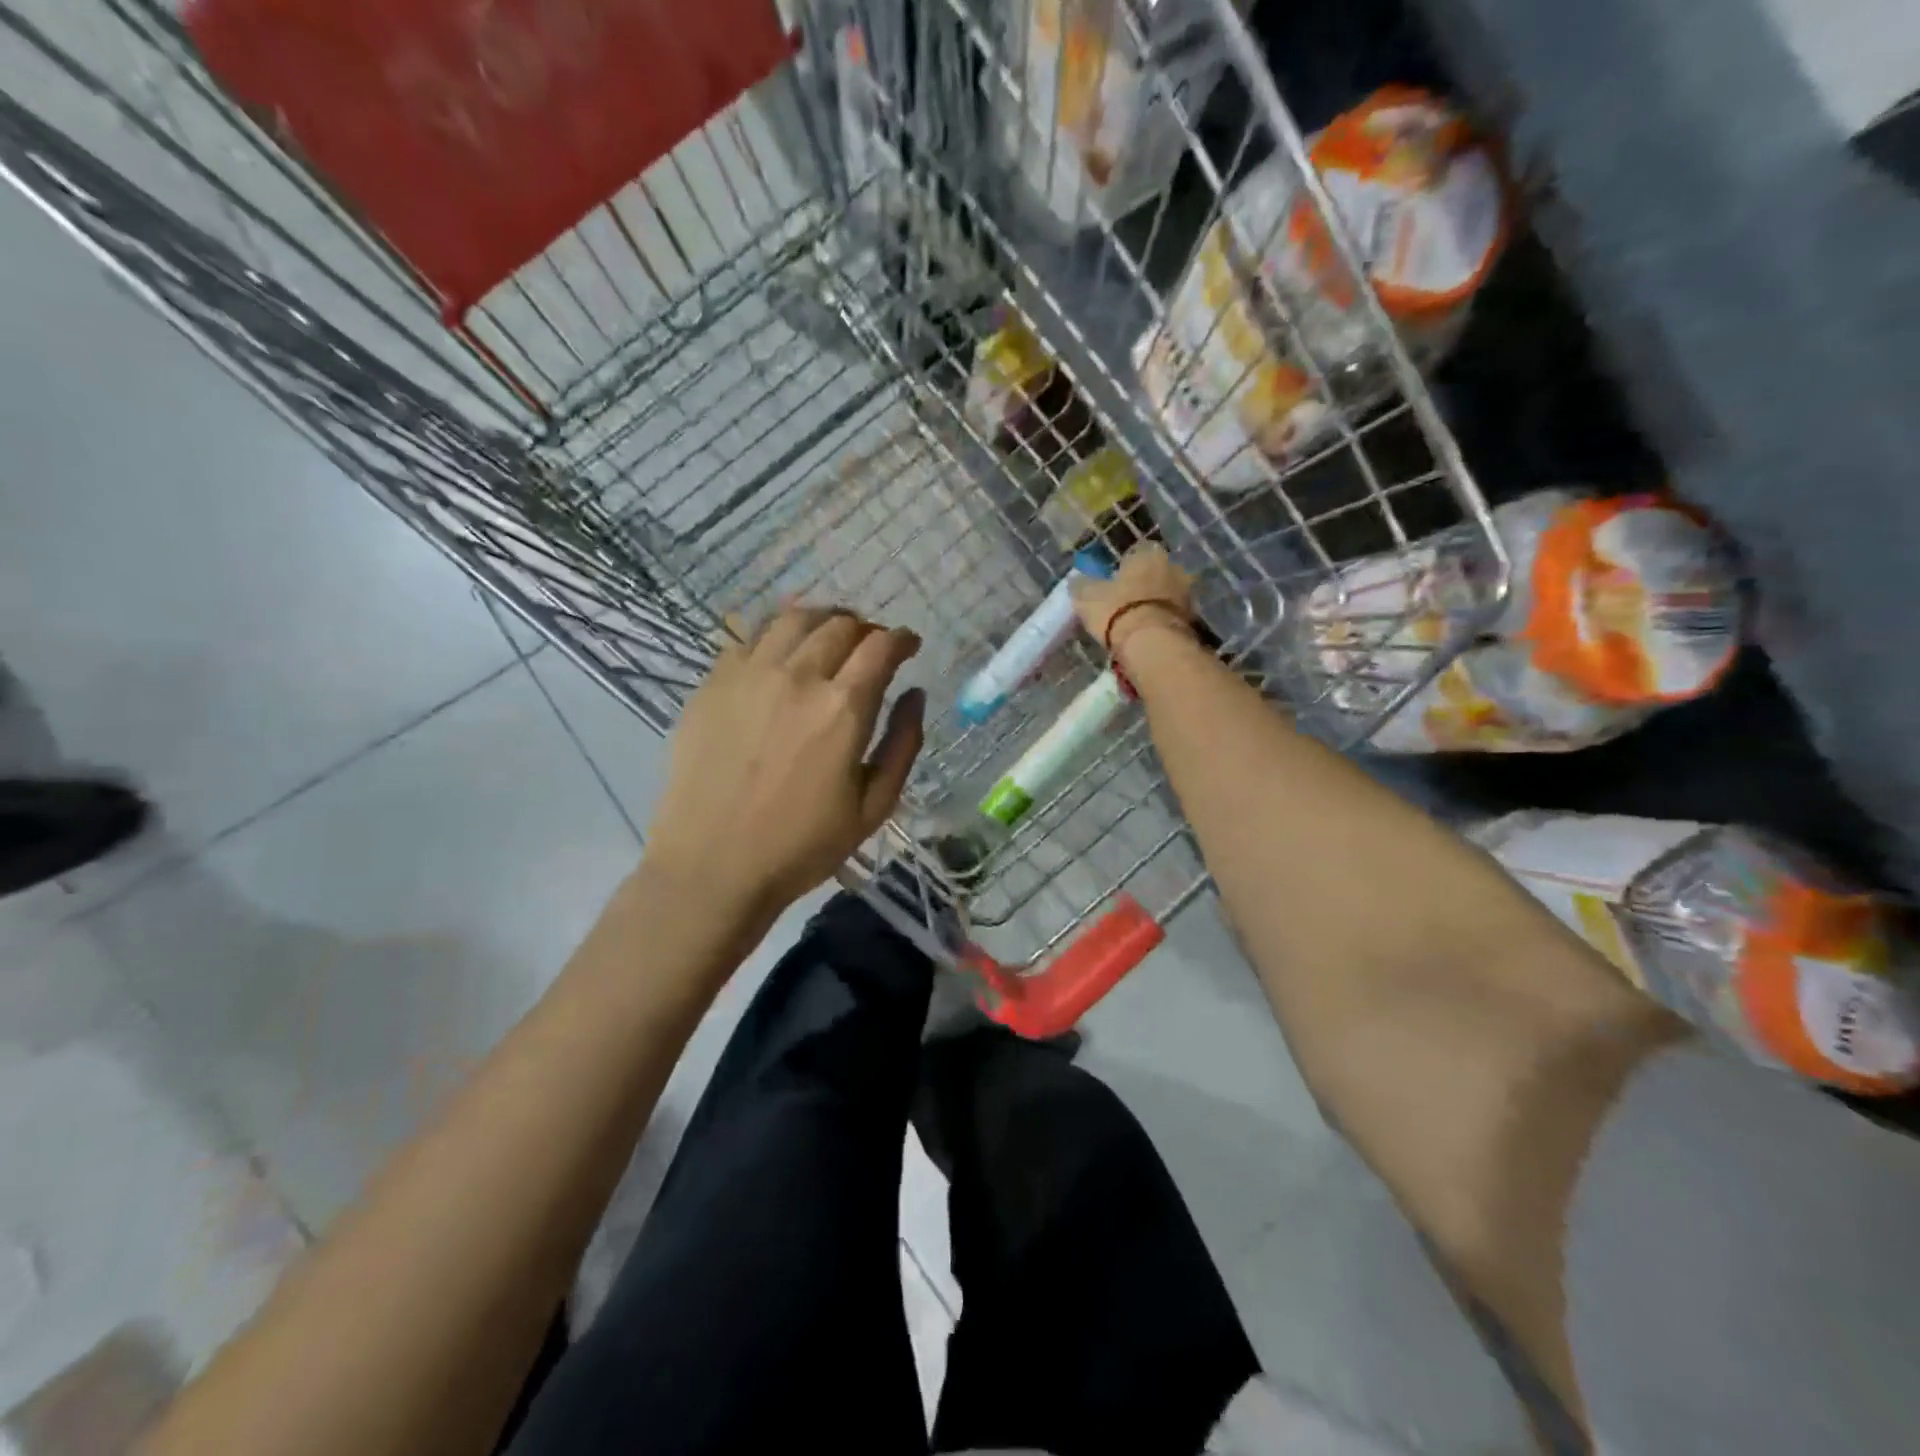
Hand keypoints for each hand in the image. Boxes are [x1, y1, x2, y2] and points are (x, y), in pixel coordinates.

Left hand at [643, 607, 925, 920]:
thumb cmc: (802, 845)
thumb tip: (914, 694)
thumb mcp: (874, 806)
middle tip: (870, 645)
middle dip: (865, 628)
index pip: (880, 647)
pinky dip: (775, 634)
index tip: (908, 645)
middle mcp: (797, 677)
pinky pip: (748, 637)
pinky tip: (780, 653)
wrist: (713, 865)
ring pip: (792, 619)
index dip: (901, 639)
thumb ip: (903, 743)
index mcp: (843, 708)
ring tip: (829, 635)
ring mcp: (749, 675)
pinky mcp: (712, 684)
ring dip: (821, 619)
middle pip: (839, 625)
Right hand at [1072, 543, 1196, 661]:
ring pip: (1167, 595)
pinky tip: (1149, 636)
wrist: (1152, 644)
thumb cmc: (1116, 610)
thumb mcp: (1087, 597)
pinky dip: (1163, 623)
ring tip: (1137, 624)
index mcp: (1148, 554)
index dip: (1124, 568)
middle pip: (1156, 573)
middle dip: (1144, 585)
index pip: (1136, 553)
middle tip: (1127, 603)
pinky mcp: (1194, 620)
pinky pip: (1173, 616)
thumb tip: (1077, 581)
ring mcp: (1187, 594)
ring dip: (1156, 604)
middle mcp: (1173, 567)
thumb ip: (1083, 586)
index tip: (1114, 583)